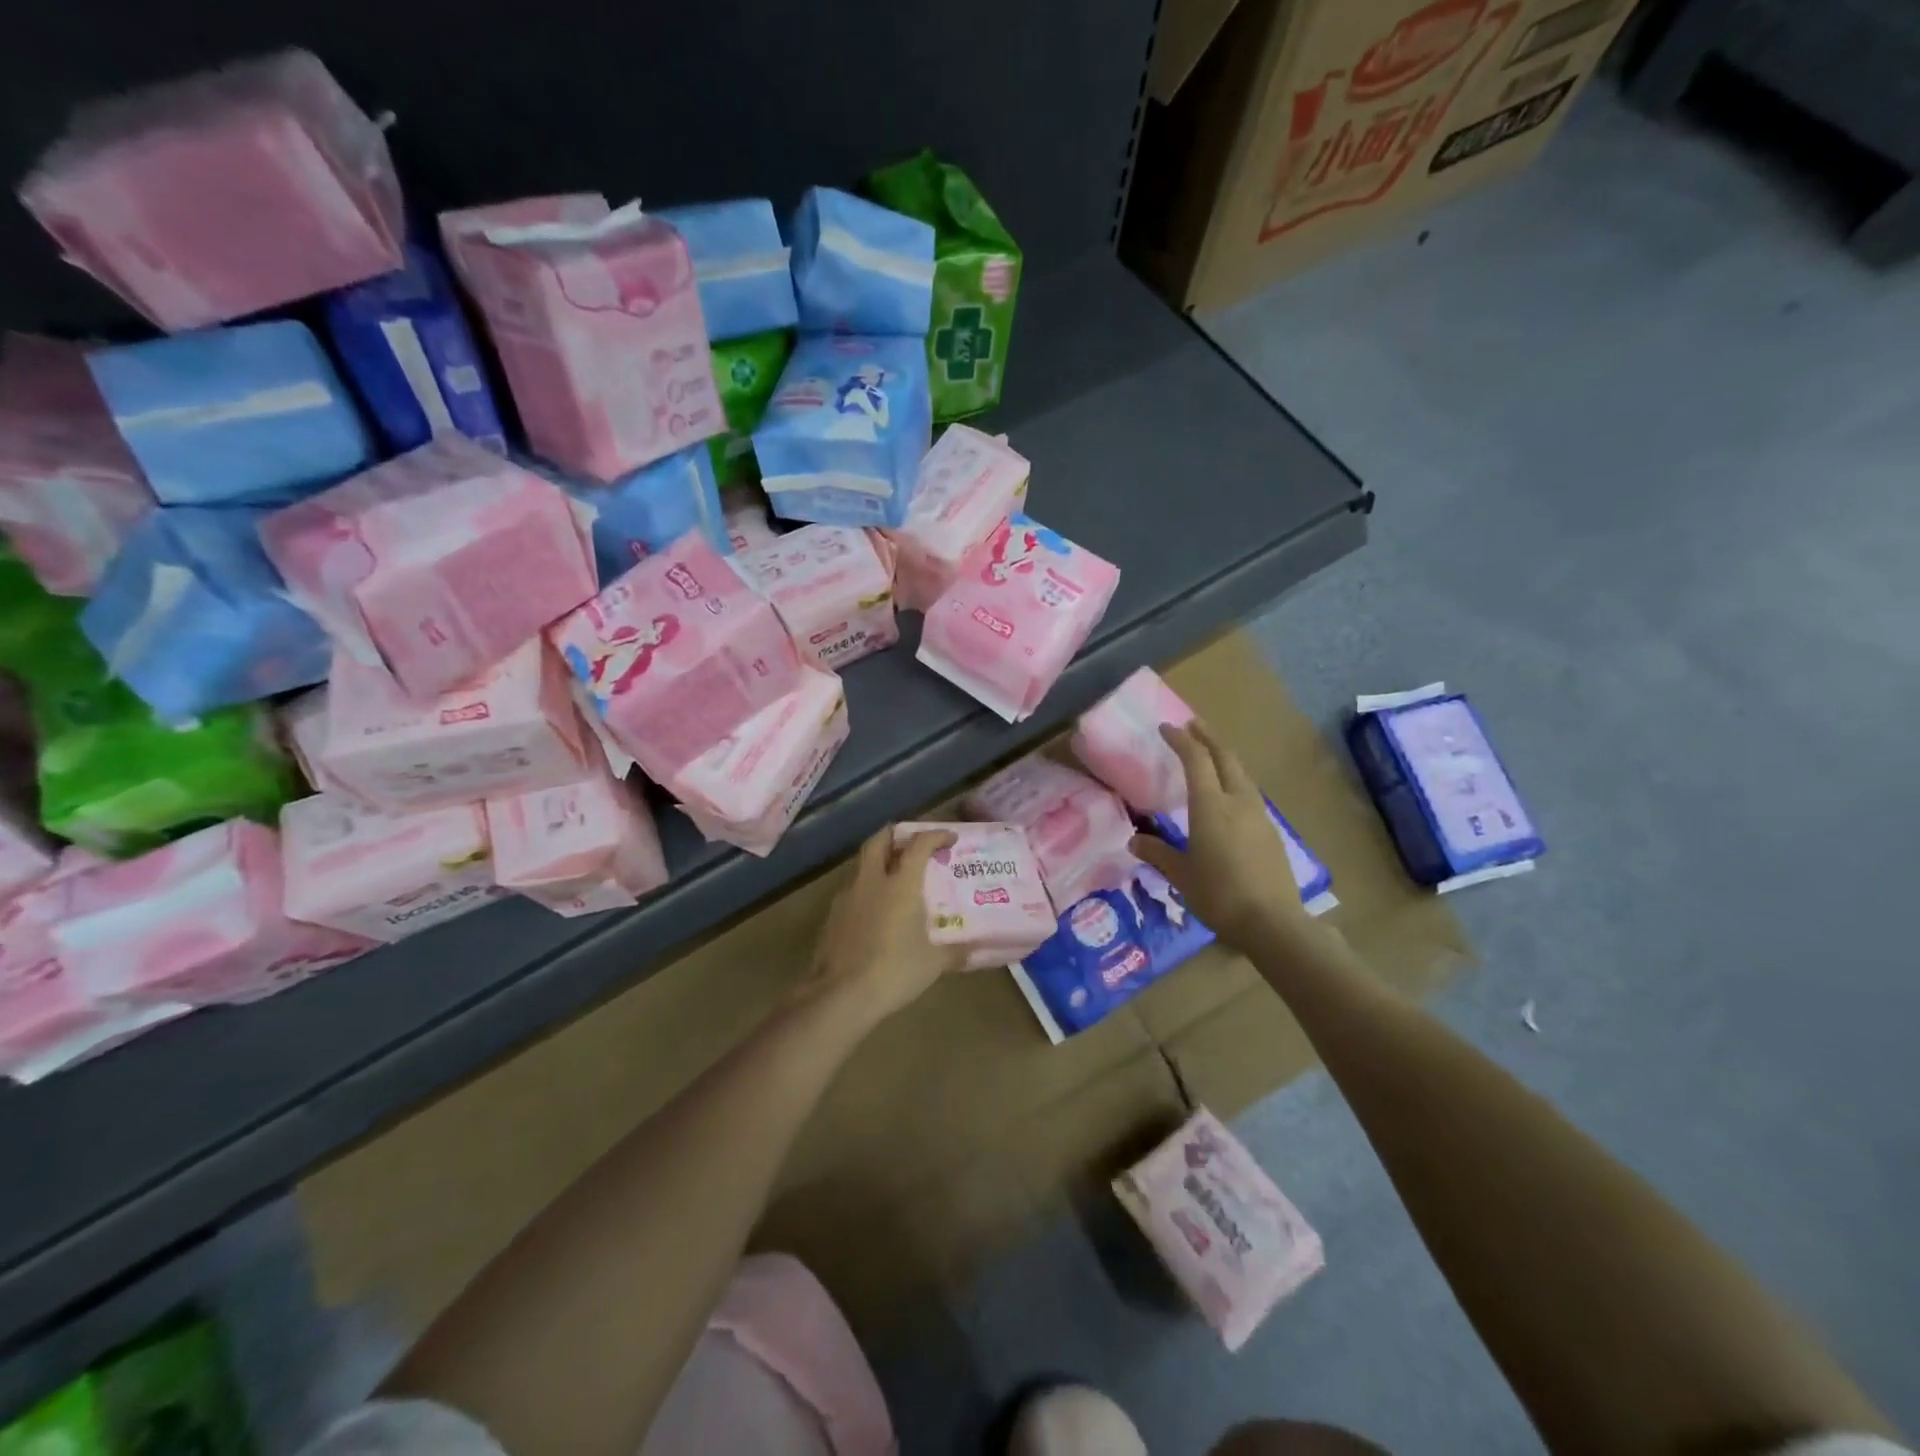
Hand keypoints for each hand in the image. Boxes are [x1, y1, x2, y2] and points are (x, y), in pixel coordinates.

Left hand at [804, 826, 966, 1029]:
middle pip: (879, 840)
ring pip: (862, 864)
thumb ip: (955, 952)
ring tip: (895, 878)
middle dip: (896, 835)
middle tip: (912, 844)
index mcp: (900, 884)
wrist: (841, 995)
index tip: (949, 838)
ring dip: (878, 862)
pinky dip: (867, 889)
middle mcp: (872, 881)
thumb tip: (975, 950)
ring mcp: (847, 897)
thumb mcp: (933, 963)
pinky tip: (876, 910)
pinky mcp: (832, 916)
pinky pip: (852, 890)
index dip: (935, 836)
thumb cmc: (894, 971)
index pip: (918, 844)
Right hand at [1130, 720, 1313, 953]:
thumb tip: (1134, 841)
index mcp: (1211, 806)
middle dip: (1208, 737)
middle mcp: (1237, 801)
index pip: (1195, 760)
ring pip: (1241, 773)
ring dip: (1224, 757)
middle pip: (1225, 757)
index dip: (1180, 740)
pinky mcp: (1271, 831)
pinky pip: (1249, 793)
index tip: (1166, 727)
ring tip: (1210, 755)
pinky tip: (1229, 794)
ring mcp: (1259, 815)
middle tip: (1192, 725)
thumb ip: (1158, 853)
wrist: (1273, 922)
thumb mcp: (1181, 875)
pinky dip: (1234, 780)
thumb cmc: (1219, 895)